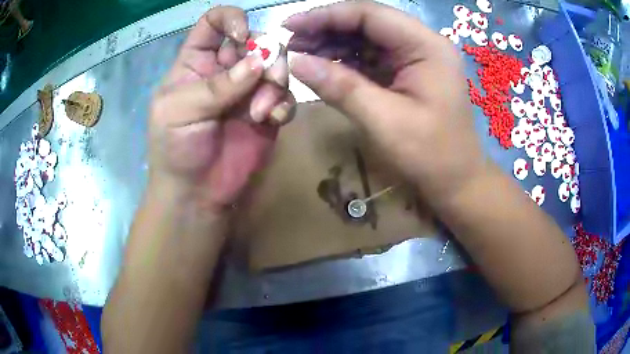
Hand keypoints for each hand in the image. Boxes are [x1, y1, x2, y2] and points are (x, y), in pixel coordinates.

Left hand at [148, 6, 294, 211]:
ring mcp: (248, 91)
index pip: (214, 22)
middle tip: (263, 80)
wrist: (195, 194)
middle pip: (255, 40)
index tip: (242, 37)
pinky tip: (272, 120)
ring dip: (275, 82)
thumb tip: (259, 62)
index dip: (231, 19)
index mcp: (196, 61)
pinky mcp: (267, 113)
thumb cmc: (174, 149)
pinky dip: (284, 104)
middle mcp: (224, 70)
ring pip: (275, 65)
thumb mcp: (179, 112)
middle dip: (265, 54)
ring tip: (261, 111)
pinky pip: (286, 96)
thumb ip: (217, 85)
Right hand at [285, 1, 484, 203]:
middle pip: (368, 23)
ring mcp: (417, 57)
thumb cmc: (429, 155)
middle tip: (290, 43)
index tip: (289, 25)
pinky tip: (323, 67)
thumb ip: (340, 86)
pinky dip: (346, 61)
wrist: (456, 182)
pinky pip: (372, 57)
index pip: (370, 14)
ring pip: (367, 38)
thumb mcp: (383, 121)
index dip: (326, 15)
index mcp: (426, 45)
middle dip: (326, 29)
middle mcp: (423, 43)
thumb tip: (295, 61)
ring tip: (300, 54)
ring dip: (333, 44)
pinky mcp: (409, 72)